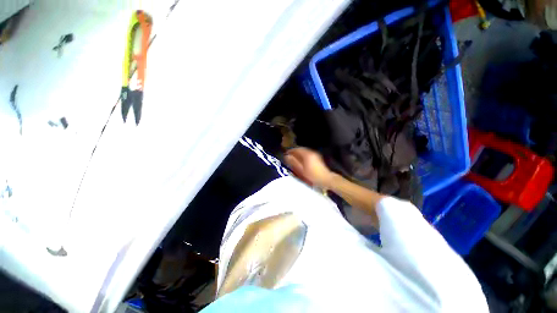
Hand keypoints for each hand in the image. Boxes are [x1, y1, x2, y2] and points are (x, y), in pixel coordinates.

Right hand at [285, 147, 333, 187]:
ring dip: (298, 154)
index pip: (297, 149)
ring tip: (294, 158)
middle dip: (294, 152)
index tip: (286, 153)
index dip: (290, 151)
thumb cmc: (312, 176)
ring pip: (304, 151)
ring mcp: (315, 155)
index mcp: (307, 155)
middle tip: (289, 156)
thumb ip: (294, 162)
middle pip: (301, 149)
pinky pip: (308, 154)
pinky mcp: (317, 158)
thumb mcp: (301, 170)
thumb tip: (287, 157)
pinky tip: (301, 160)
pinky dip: (303, 155)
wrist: (325, 179)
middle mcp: (311, 152)